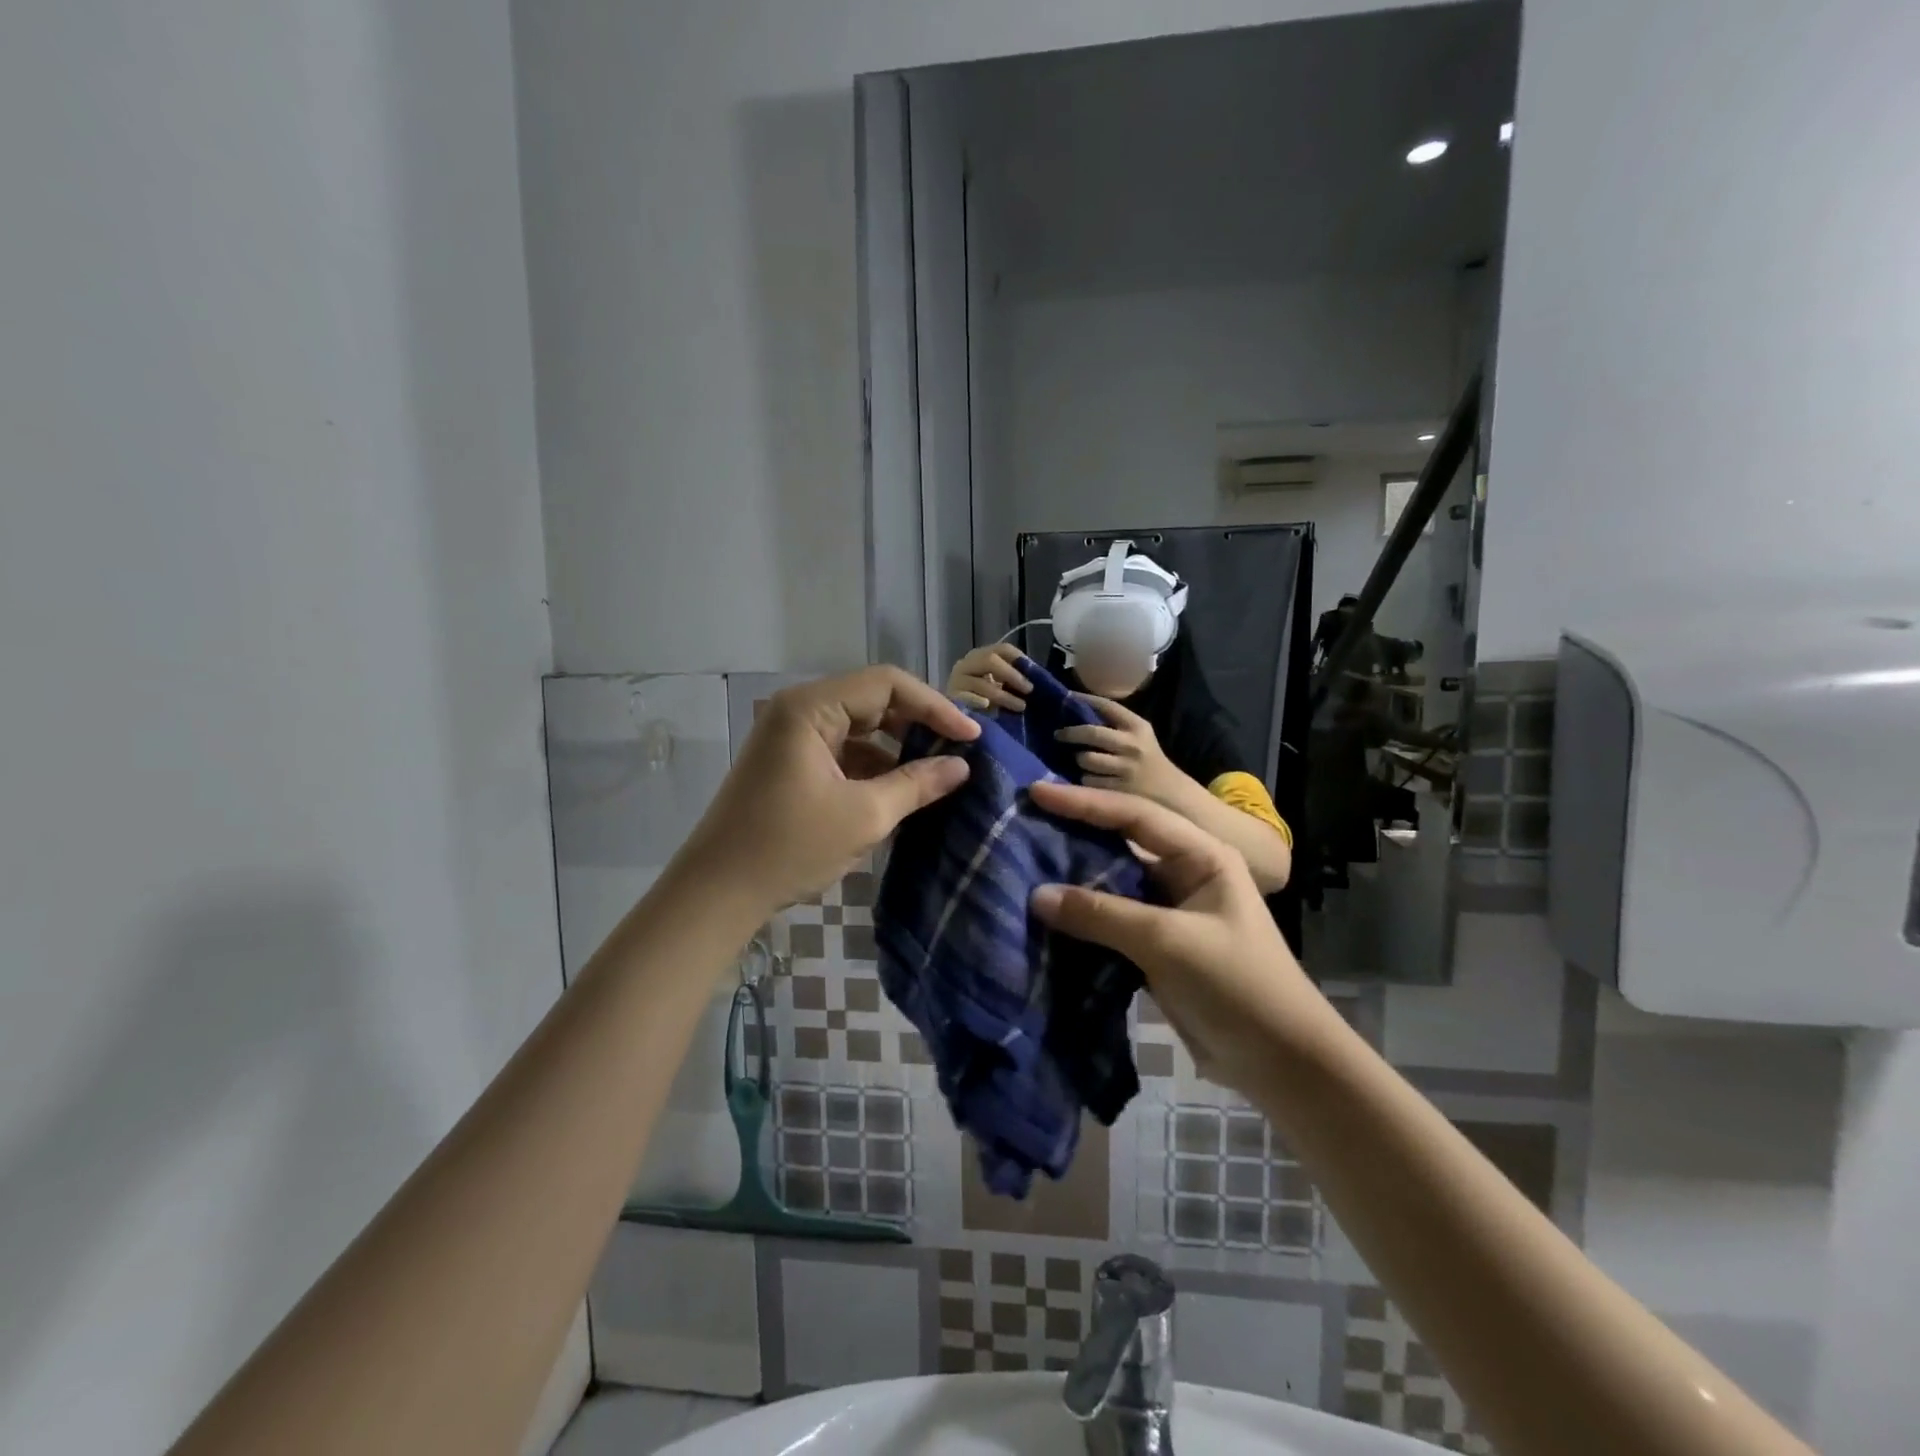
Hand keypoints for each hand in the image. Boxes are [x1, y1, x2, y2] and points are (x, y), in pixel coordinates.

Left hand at [681, 666, 978, 917]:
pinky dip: (873, 765)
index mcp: (810, 708)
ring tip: (937, 771)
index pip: (887, 685)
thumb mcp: (864, 816)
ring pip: (859, 727)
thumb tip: (961, 766)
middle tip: (959, 749)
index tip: (971, 737)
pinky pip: (842, 750)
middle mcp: (798, 710)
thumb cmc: (789, 848)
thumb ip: (917, 784)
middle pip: (873, 700)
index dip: (935, 707)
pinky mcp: (789, 763)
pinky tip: (900, 790)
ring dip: (897, 746)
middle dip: (918, 723)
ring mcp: (791, 737)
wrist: (717, 893)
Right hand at [947, 643, 1030, 712]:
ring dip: (1004, 696)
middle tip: (1029, 690)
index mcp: (980, 656)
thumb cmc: (984, 702)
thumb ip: (1015, 679)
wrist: (953, 719)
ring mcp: (956, 681)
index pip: (1003, 649)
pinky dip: (979, 702)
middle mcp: (966, 664)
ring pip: (982, 683)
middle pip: (990, 660)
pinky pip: (967, 699)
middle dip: (1013, 675)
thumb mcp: (1001, 686)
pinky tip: (989, 707)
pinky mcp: (951, 699)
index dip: (1021, 659)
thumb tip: (1038, 677)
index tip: (1035, 675)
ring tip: (1020, 707)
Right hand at [1027, 782, 1325, 1095]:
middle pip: (1121, 843)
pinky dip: (1082, 916)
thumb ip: (1102, 914)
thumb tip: (1036, 895)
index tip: (1037, 794)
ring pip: (1113, 883)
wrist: (1281, 1062)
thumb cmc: (1237, 985)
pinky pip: (1111, 920)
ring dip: (1074, 876)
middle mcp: (1185, 874)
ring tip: (1025, 861)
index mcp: (1201, 856)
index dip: (1084, 803)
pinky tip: (1047, 913)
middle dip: (1075, 832)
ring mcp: (1170, 912)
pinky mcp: (1157, 947)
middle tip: (1024, 820)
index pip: (1134, 816)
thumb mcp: (1168, 942)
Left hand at [1055, 696, 1182, 802]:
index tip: (1067, 697)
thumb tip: (1077, 711)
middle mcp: (1132, 745)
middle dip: (1070, 733)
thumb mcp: (1140, 735)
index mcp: (1138, 727)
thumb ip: (1115, 724)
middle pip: (1091, 733)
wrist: (1170, 792)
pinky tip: (1090, 777)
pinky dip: (1085, 778)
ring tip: (1079, 758)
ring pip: (1086, 758)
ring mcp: (1125, 768)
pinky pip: (1088, 780)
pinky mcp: (1118, 789)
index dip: (1085, 699)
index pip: (1107, 706)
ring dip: (1078, 758)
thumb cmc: (1148, 759)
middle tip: (1058, 734)